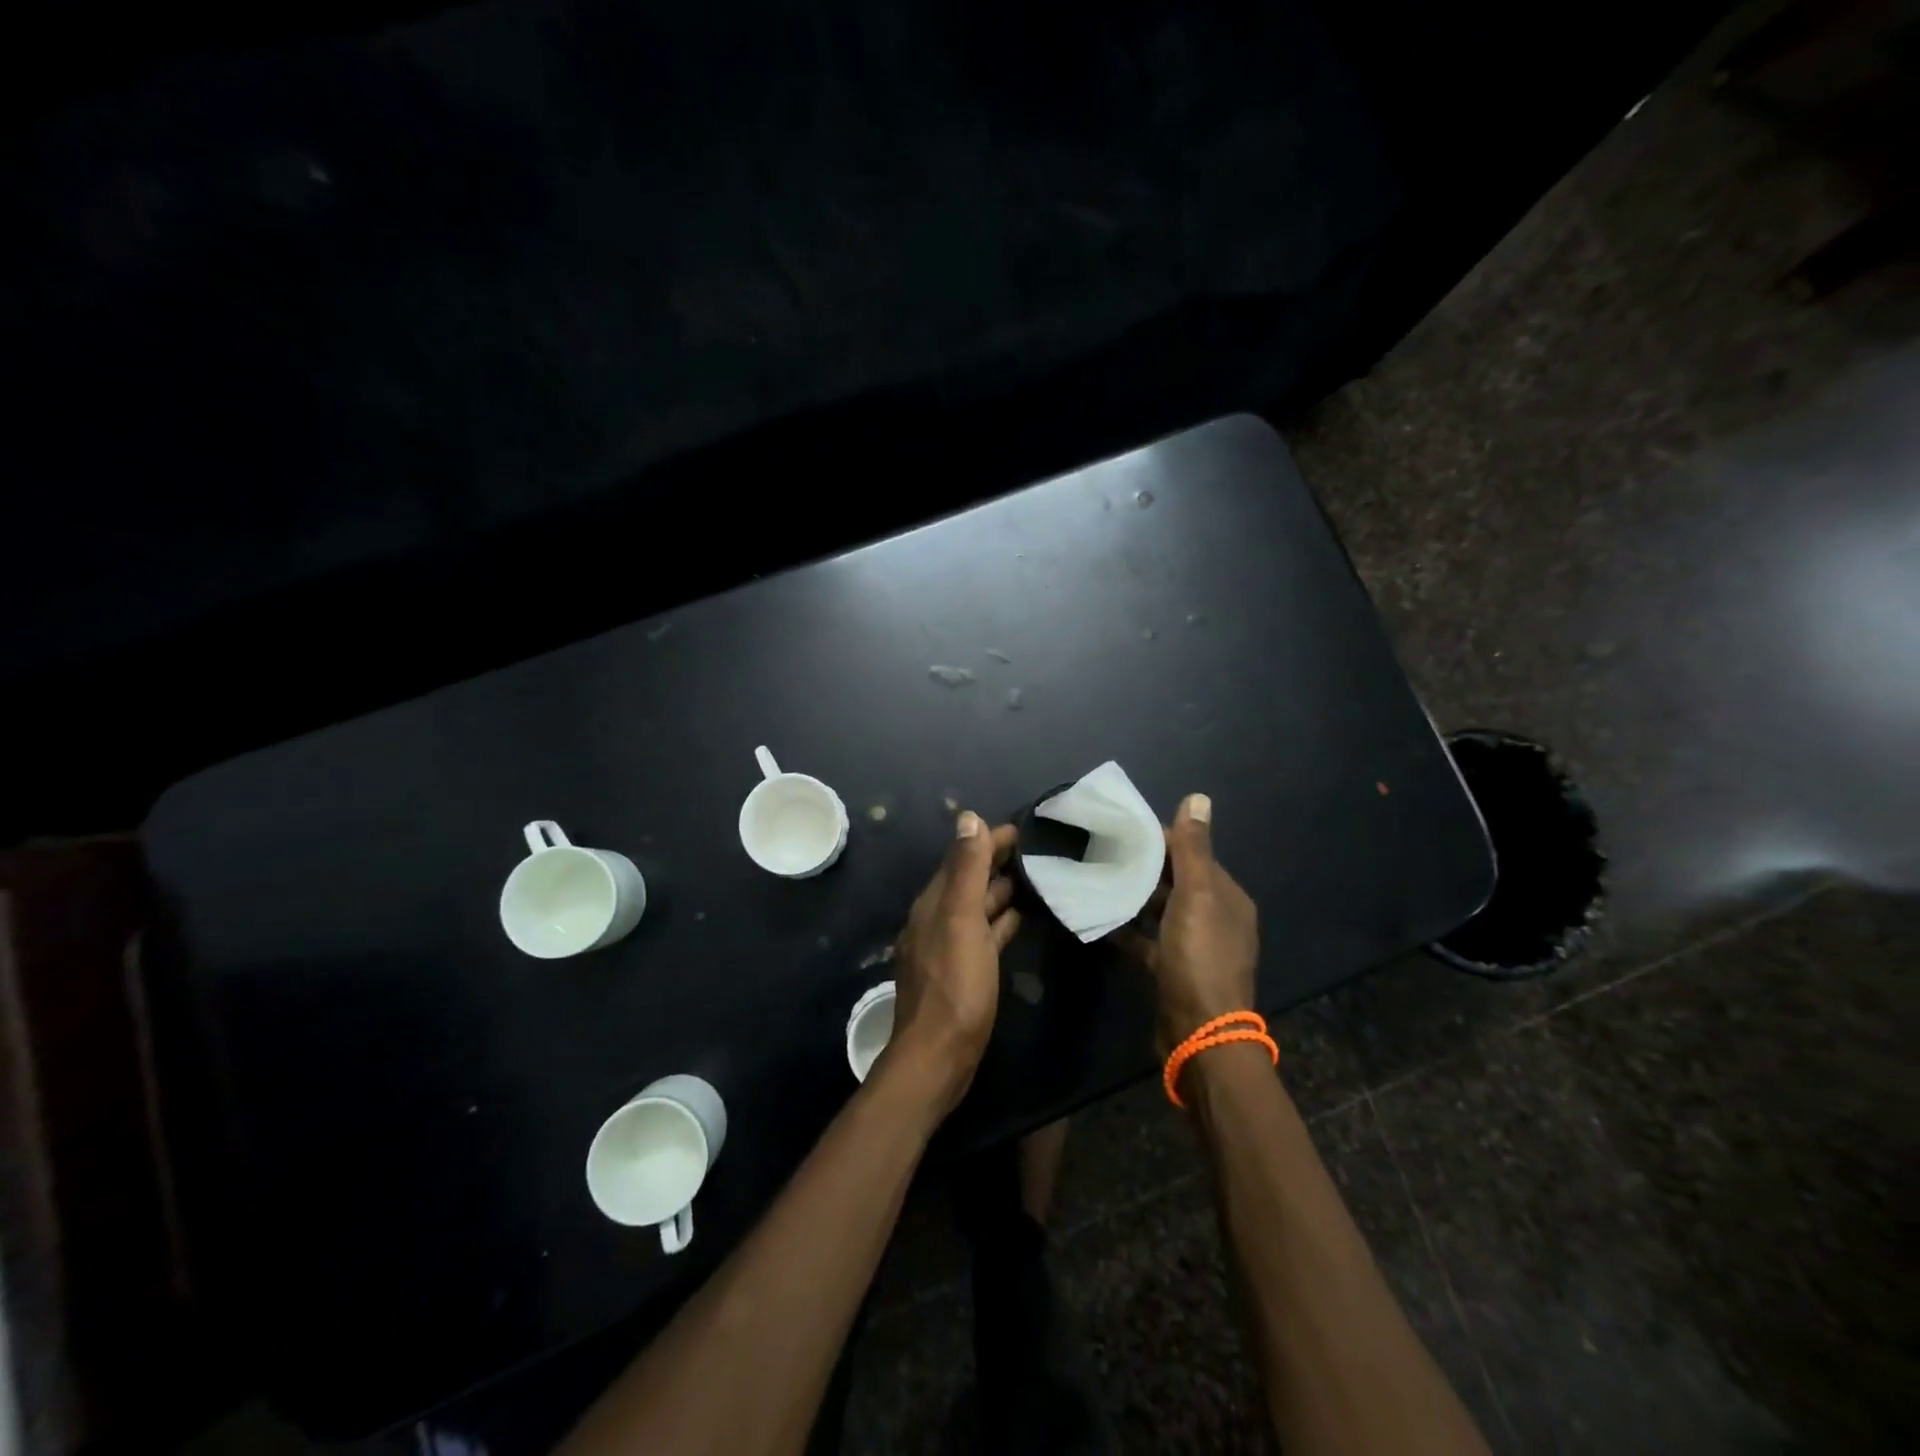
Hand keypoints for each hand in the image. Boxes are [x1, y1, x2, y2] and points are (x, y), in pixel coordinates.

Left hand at [884, 812, 1020, 1114]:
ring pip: (979, 906)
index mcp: (934, 903)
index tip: (1023, 828)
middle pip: (970, 880)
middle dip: (998, 861)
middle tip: (1039, 850)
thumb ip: (965, 869)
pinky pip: (985, 933)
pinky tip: (1022, 917)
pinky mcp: (964, 970)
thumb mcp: (961, 920)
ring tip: (1037, 877)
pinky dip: (1002, 920)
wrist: (939, 1055)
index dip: (988, 840)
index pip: (962, 857)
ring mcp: (950, 946)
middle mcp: (938, 919)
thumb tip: (968, 817)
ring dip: (1002, 890)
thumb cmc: (954, 985)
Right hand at [1115, 794, 1258, 1052]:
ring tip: (1096, 878)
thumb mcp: (1197, 896)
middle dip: (1144, 866)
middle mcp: (1215, 917)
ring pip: (1160, 909)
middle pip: (1176, 881)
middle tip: (1101, 851)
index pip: (1193, 854)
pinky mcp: (1173, 969)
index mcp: (1227, 896)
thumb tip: (1198, 797)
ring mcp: (1194, 946)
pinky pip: (1148, 939)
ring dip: (1134, 895)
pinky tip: (1100, 918)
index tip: (1122, 829)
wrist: (1200, 1033)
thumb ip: (1193, 849)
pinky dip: (1128, 928)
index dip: (1161, 839)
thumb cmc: (1200, 957)